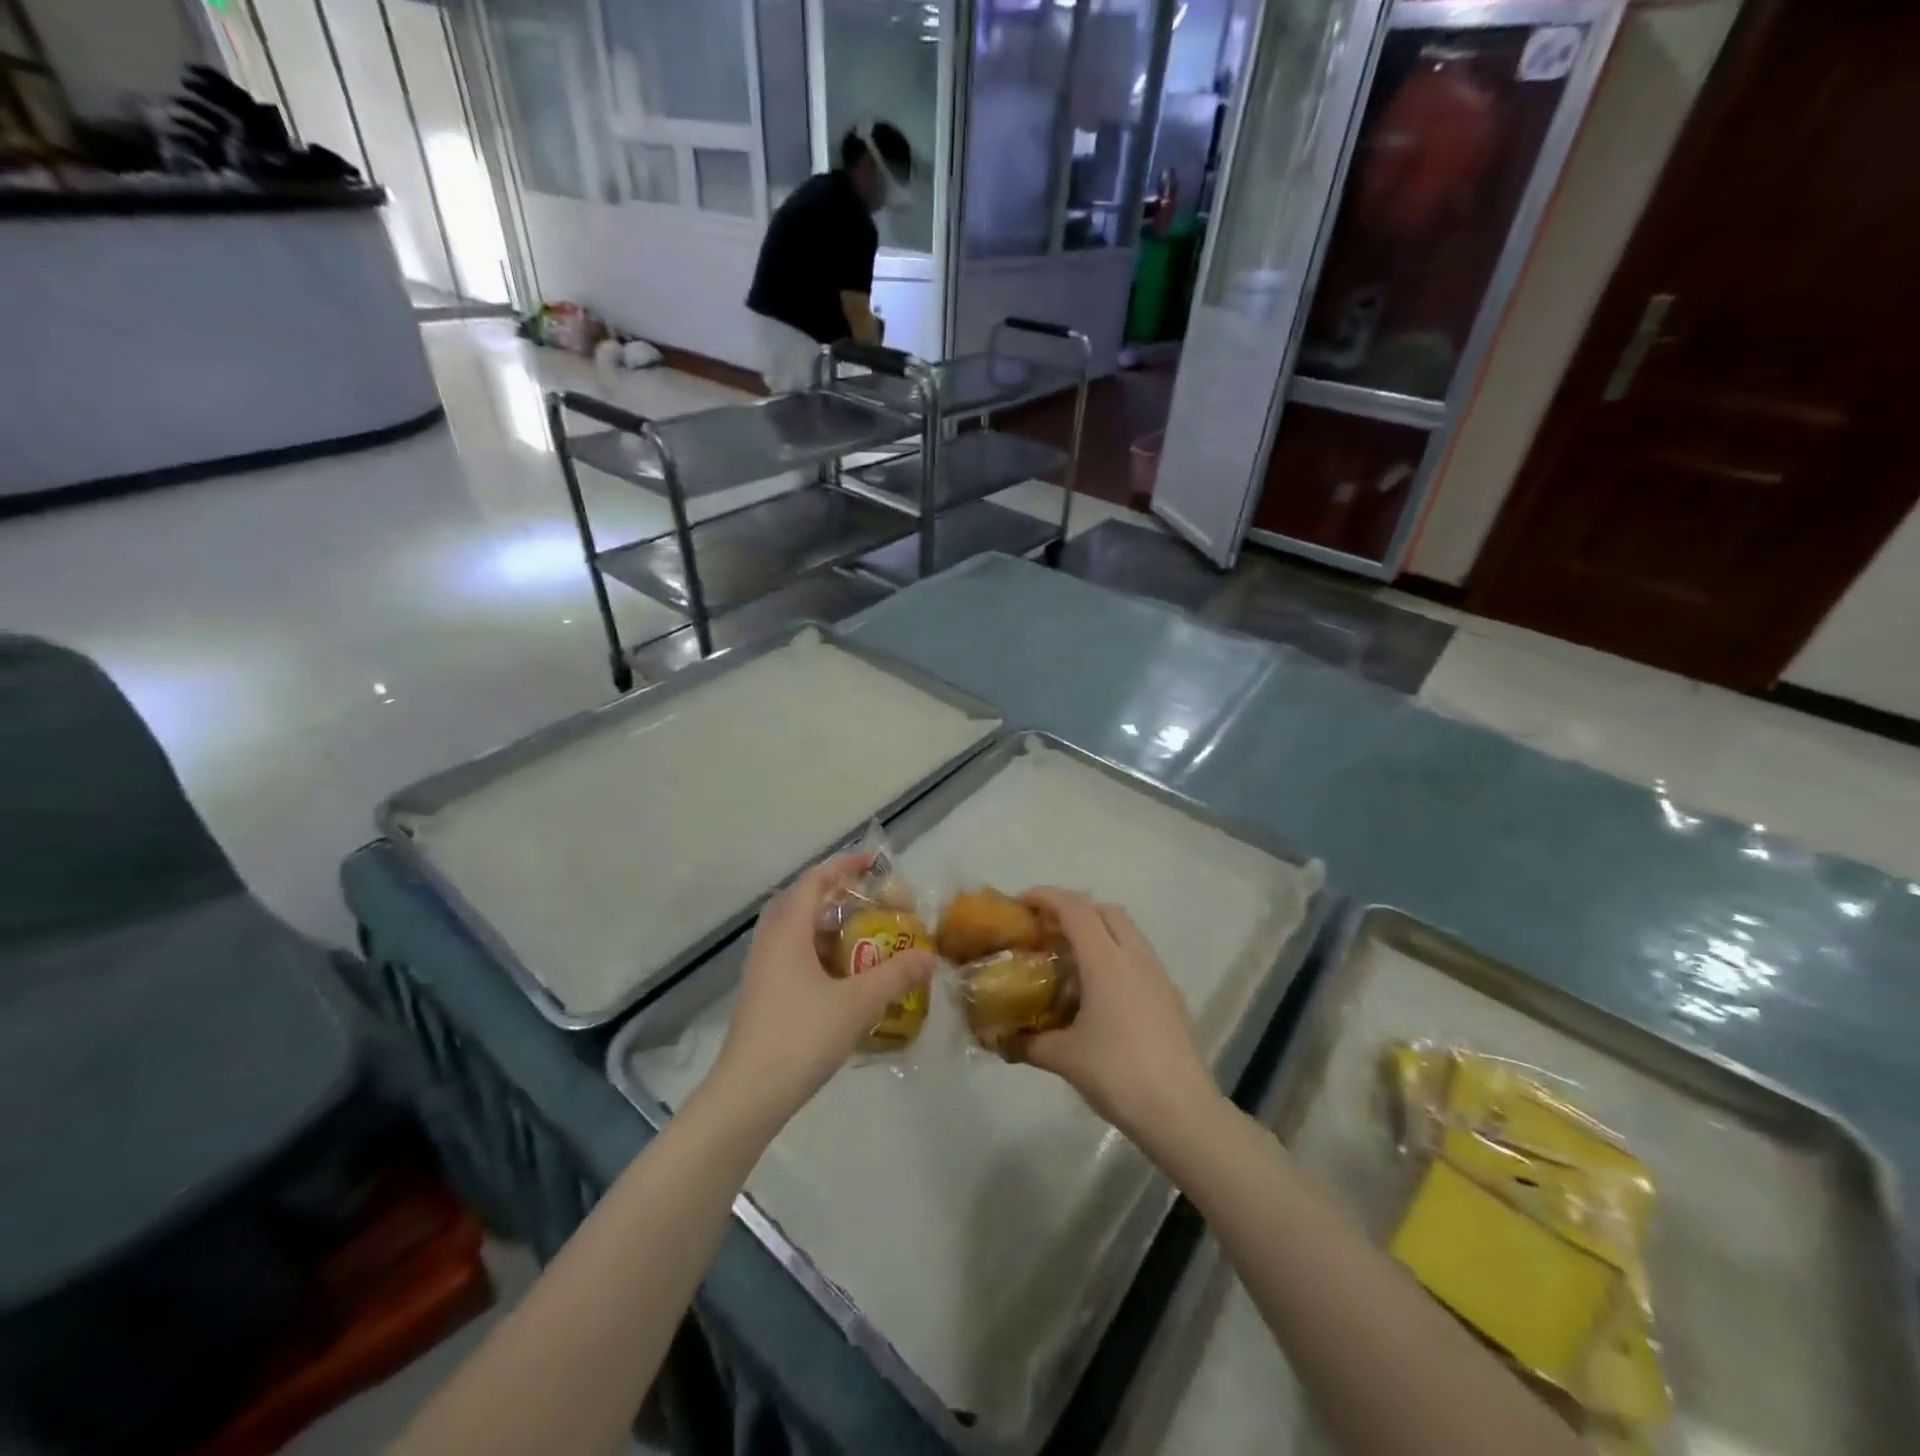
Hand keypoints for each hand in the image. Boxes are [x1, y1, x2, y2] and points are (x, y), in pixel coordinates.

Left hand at [709, 852, 932, 1130]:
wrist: (748, 1096)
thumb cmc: (801, 1036)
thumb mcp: (858, 1003)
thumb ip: (896, 975)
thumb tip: (929, 956)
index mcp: (788, 933)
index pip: (814, 881)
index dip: (844, 866)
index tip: (874, 864)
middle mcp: (770, 944)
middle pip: (801, 903)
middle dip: (835, 896)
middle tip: (869, 902)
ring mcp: (762, 973)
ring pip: (795, 934)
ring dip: (827, 928)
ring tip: (863, 938)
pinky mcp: (762, 998)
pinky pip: (792, 959)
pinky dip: (819, 955)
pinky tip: (843, 980)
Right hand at [1015, 888, 1221, 1147]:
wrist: (1181, 1112)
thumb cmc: (1117, 1074)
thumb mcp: (1062, 1058)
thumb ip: (1025, 1043)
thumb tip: (995, 1039)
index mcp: (1106, 960)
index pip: (1074, 908)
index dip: (1045, 896)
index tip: (1020, 904)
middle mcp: (1135, 956)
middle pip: (1104, 910)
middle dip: (1073, 910)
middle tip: (1046, 932)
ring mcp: (1158, 975)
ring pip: (1126, 932)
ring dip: (1098, 932)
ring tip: (1071, 962)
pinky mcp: (1172, 996)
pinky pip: (1139, 958)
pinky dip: (1116, 957)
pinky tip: (1101, 995)